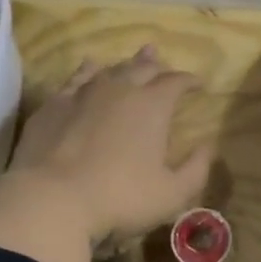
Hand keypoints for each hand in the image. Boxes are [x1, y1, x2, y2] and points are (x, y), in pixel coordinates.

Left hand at [6, 45, 213, 243]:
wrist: (52, 200)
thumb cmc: (120, 198)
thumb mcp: (171, 194)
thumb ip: (196, 169)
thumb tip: (208, 146)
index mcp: (152, 106)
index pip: (176, 82)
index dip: (189, 81)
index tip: (198, 84)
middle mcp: (120, 89)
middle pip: (143, 68)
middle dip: (158, 66)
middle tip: (164, 67)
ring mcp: (84, 94)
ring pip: (111, 69)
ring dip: (126, 65)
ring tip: (135, 60)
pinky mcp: (54, 105)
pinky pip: (76, 78)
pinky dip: (88, 71)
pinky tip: (90, 67)